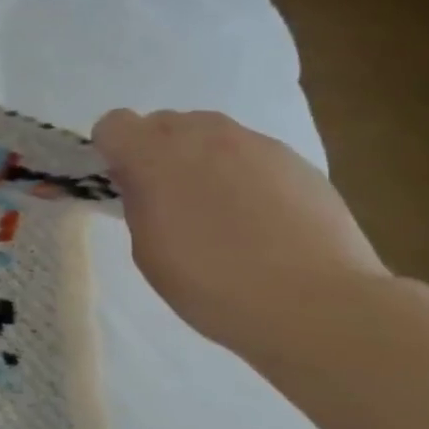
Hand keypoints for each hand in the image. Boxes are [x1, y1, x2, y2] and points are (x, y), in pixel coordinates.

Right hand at [92, 109, 390, 355]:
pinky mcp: (296, 160)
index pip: (113, 124)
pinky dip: (243, 175)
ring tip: (219, 211)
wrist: (316, 305)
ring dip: (201, 159)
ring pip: (209, 134)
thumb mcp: (148, 251)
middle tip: (168, 200)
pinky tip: (260, 221)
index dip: (112, 152)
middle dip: (156, 152)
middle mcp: (202, 135)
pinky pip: (251, 154)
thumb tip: (143, 183)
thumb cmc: (212, 284)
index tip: (124, 185)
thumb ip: (138, 203)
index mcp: (154, 156)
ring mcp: (254, 143)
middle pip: (162, 123)